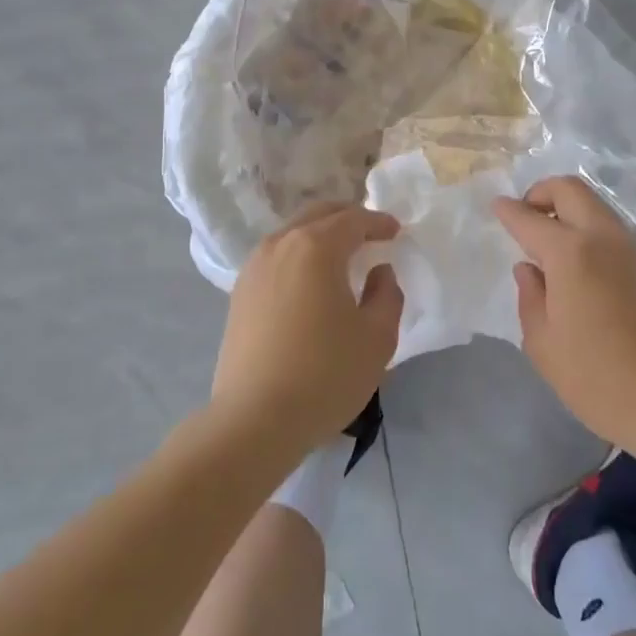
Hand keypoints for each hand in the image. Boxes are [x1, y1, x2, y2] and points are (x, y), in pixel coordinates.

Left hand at [214, 203, 403, 451]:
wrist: (254, 420)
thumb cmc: (325, 375)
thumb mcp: (377, 337)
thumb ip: (387, 294)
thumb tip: (379, 271)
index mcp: (315, 247)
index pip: (353, 219)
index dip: (378, 222)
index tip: (396, 231)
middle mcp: (280, 245)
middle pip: (318, 215)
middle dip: (347, 219)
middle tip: (370, 234)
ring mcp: (254, 267)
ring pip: (293, 233)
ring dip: (320, 236)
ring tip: (342, 256)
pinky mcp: (240, 293)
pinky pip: (276, 257)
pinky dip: (298, 255)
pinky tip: (310, 281)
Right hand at [494, 176, 635, 453]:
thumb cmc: (597, 377)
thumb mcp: (543, 343)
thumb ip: (530, 297)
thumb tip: (529, 270)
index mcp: (571, 252)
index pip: (530, 218)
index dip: (508, 211)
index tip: (495, 206)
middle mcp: (603, 237)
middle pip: (570, 189)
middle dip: (541, 193)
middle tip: (525, 219)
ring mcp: (631, 248)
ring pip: (594, 204)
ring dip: (567, 209)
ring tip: (548, 242)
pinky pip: (610, 228)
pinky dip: (587, 227)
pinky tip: (576, 263)